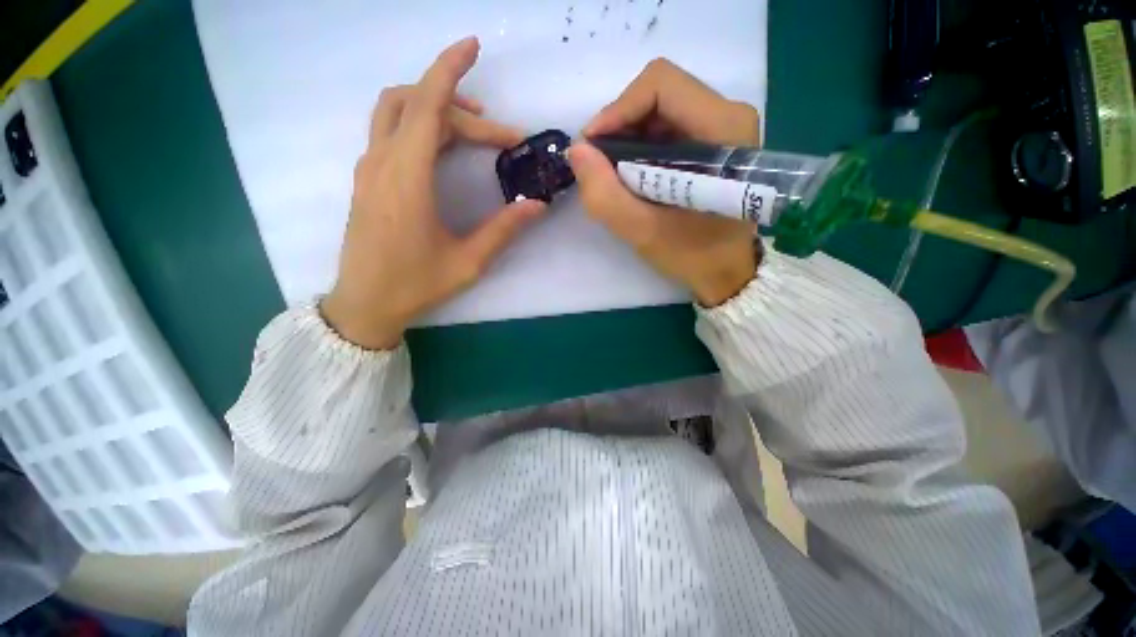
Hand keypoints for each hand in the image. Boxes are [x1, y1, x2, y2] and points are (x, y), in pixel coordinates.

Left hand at [322, 38, 545, 349]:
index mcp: (407, 179)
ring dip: (436, 111)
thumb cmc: (415, 285)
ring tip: (475, 134)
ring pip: (398, 113)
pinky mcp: (367, 180)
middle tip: (501, 138)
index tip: (472, 47)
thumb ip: (503, 230)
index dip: (449, 70)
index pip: (428, 106)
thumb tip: (537, 205)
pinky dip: (420, 126)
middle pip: (416, 106)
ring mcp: (370, 170)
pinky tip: (444, 151)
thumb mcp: (468, 261)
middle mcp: (383, 163)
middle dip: (461, 108)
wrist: (365, 304)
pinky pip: (391, 134)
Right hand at [569, 58, 760, 306]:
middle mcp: (729, 115)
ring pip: (660, 109)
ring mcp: (723, 126)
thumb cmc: (693, 255)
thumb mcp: (643, 232)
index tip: (592, 148)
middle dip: (620, 127)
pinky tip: (632, 175)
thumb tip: (577, 151)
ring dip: (628, 138)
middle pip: (659, 94)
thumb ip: (605, 195)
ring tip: (613, 174)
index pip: (661, 85)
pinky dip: (641, 147)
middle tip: (599, 165)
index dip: (617, 110)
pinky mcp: (714, 141)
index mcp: (723, 128)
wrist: (726, 271)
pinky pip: (667, 127)